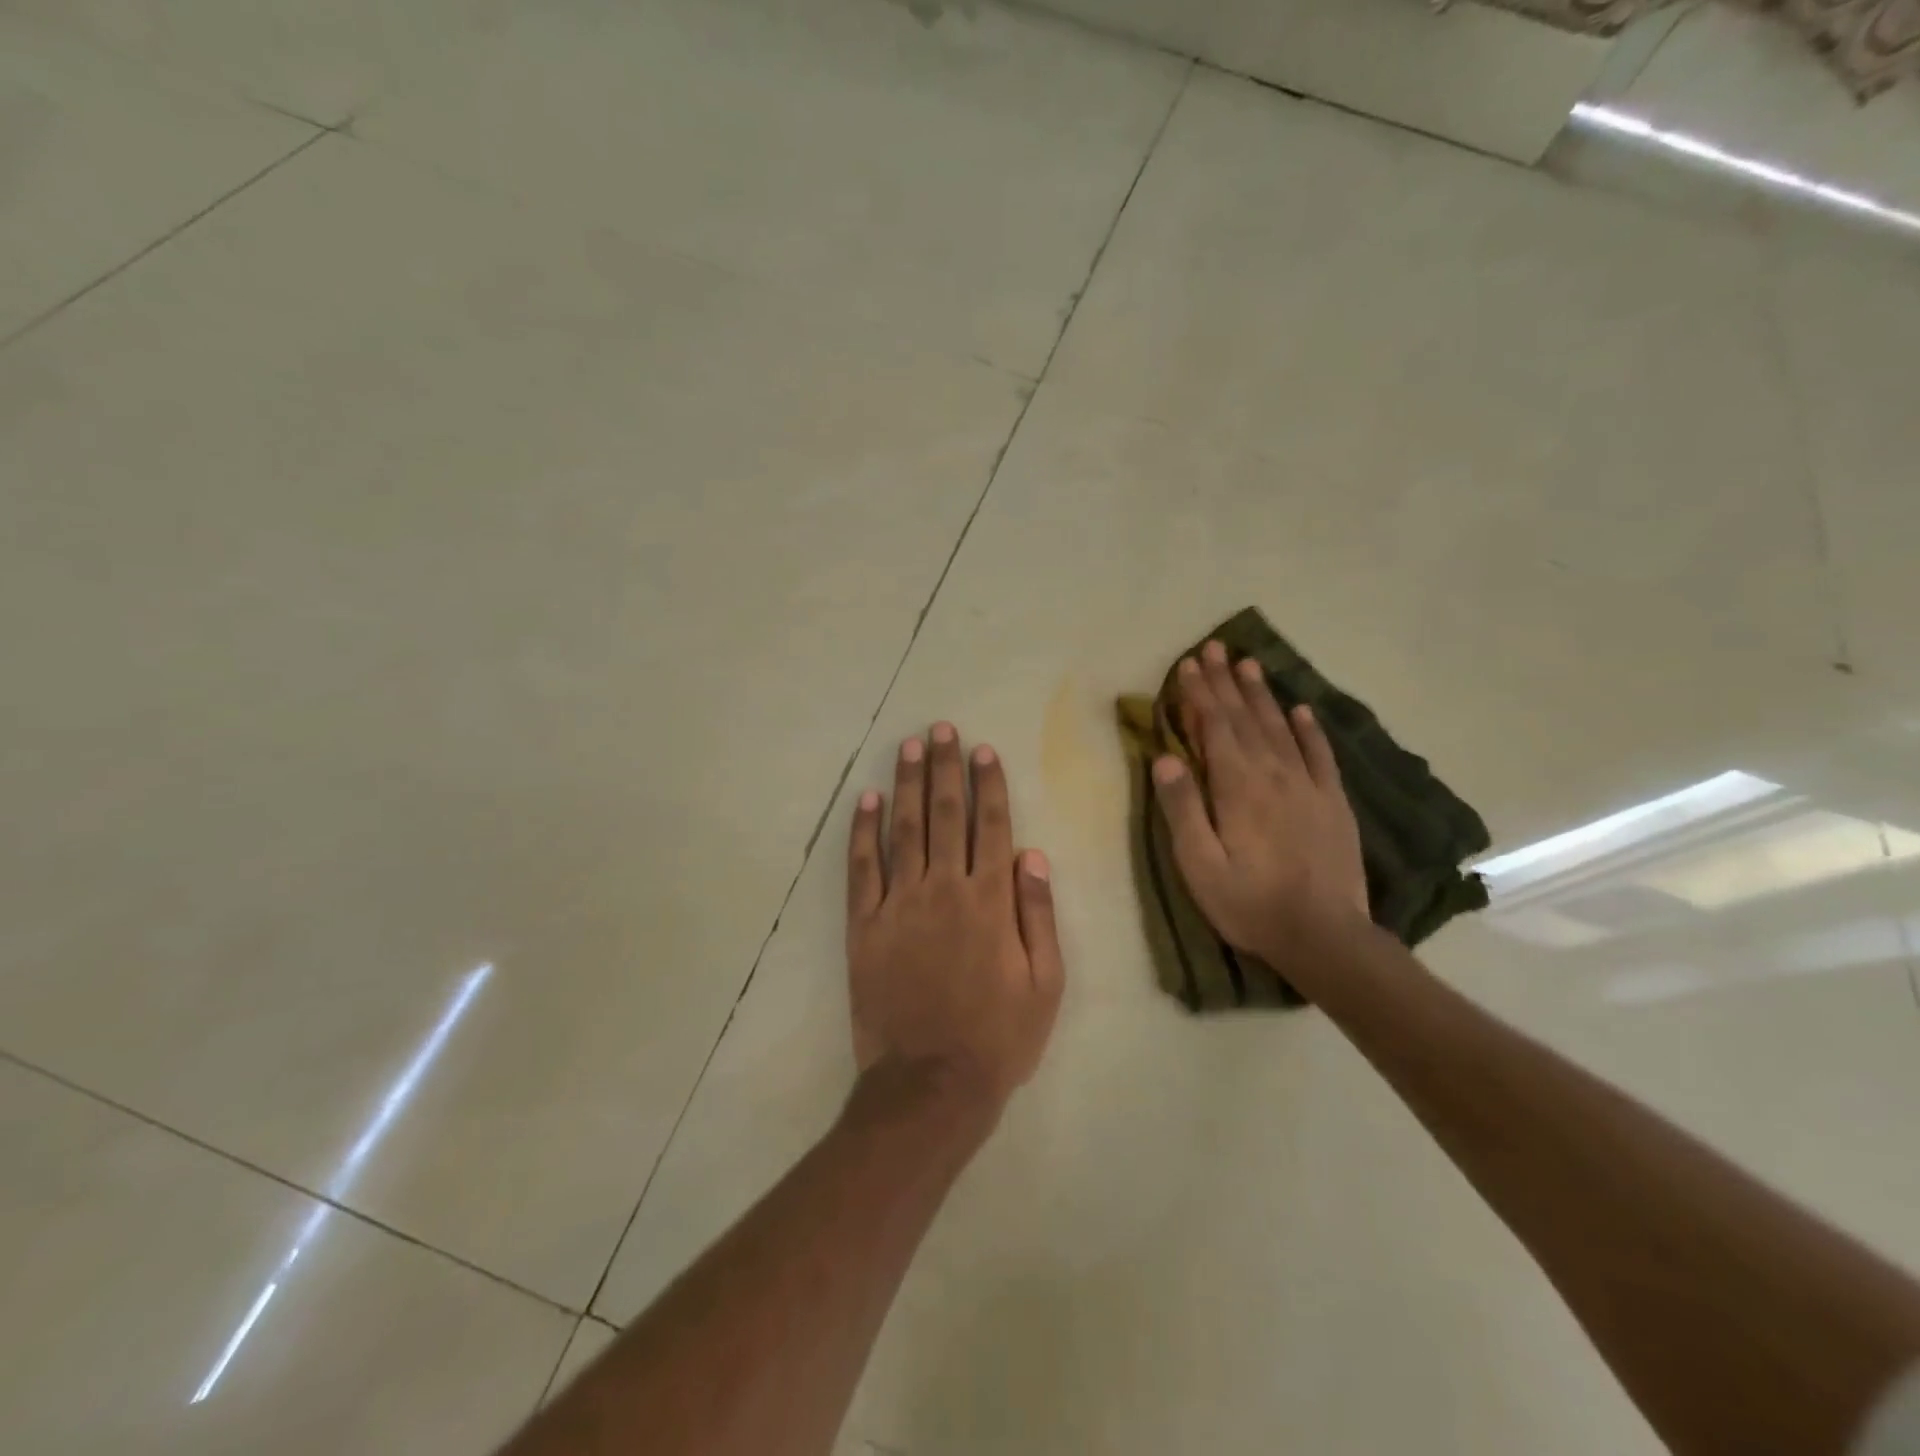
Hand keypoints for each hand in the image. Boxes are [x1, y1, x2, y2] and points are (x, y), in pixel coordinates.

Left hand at [846, 722, 1065, 1117]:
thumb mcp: (1044, 984)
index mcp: (990, 901)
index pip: (991, 826)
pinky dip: (862, 831)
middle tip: (941, 730)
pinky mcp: (864, 925)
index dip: (988, 784)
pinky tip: (864, 800)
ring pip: (903, 829)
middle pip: (945, 814)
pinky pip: (861, 868)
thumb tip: (1032, 854)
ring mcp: (899, 904)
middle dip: (944, 768)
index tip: (982, 750)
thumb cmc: (998, 1037)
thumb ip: (1038, 915)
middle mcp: (944, 889)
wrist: (930, 1084)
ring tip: (908, 746)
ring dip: (906, 784)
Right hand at [1152, 641, 1369, 975]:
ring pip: (1280, 727)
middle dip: (1226, 682)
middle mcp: (1273, 774)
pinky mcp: (1333, 802)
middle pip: (1245, 718)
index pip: (1214, 728)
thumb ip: (1182, 809)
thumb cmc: (1249, 903)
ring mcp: (1308, 786)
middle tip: (1214, 648)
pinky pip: (1320, 755)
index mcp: (1237, 786)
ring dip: (1262, 694)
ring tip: (1249, 664)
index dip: (1199, 694)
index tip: (1188, 664)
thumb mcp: (1199, 864)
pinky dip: (1309, 729)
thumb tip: (1164, 758)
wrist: (1324, 936)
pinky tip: (1301, 710)